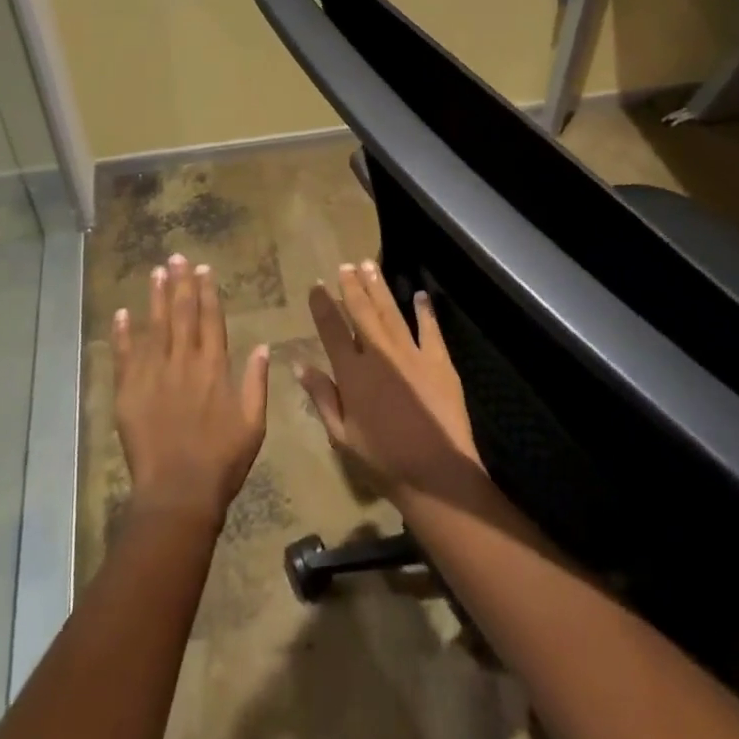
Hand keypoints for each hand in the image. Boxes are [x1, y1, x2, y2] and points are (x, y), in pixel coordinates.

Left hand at [112, 253, 269, 525]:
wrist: (178, 493)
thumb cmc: (222, 461)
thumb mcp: (253, 424)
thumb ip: (256, 383)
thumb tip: (263, 346)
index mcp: (214, 368)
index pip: (211, 320)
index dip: (207, 293)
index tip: (203, 269)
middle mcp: (183, 363)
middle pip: (182, 315)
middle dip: (180, 284)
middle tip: (176, 257)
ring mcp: (153, 375)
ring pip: (154, 327)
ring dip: (155, 298)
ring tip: (155, 271)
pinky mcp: (128, 392)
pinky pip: (124, 356)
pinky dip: (123, 334)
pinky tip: (123, 313)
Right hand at [297, 259, 483, 503]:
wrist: (436, 473)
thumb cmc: (383, 460)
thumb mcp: (341, 436)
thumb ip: (322, 397)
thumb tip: (299, 365)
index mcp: (352, 373)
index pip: (332, 330)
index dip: (323, 305)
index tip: (317, 285)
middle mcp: (379, 354)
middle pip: (362, 312)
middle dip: (352, 287)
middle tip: (346, 265)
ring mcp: (411, 354)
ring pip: (391, 312)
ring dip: (380, 288)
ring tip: (370, 265)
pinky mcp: (439, 361)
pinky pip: (430, 329)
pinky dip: (424, 311)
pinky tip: (420, 295)